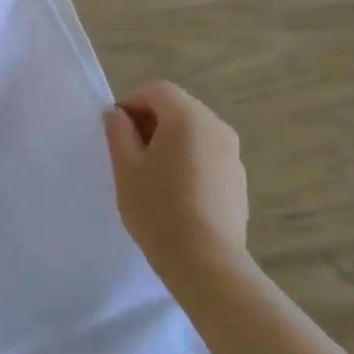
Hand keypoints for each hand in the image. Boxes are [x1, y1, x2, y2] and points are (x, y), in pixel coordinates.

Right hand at [103, 82, 249, 272]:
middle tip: (129, 154)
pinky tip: (175, 195)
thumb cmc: (158, 209)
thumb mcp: (126, 168)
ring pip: (194, 133)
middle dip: (150, 122)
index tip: (115, 131)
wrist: (206, 262)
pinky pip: (207, 155)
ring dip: (170, 142)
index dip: (131, 103)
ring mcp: (233, 154)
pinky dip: (188, 161)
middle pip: (178, 108)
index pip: (157, 90)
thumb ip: (118, 133)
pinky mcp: (239, 180)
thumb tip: (118, 116)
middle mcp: (217, 127)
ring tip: (151, 177)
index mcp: (188, 117)